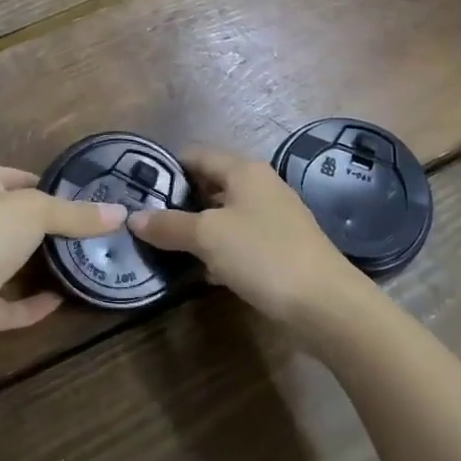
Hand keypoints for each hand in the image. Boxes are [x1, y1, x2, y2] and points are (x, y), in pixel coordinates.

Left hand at [0, 163, 126, 351]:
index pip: (14, 177)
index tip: (78, 195)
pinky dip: (35, 303)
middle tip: (90, 231)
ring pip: (14, 263)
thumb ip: (77, 214)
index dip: (43, 182)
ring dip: (41, 265)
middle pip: (16, 221)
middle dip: (47, 226)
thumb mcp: (38, 210)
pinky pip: (13, 303)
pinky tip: (64, 299)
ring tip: (83, 262)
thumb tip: (121, 213)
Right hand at [130, 146, 365, 329]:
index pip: (196, 155)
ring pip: (226, 214)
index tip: (140, 190)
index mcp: (244, 170)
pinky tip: (204, 270)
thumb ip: (169, 225)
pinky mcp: (283, 247)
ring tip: (168, 246)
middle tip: (149, 221)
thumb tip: (133, 218)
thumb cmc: (263, 255)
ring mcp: (275, 217)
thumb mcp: (208, 237)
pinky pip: (242, 239)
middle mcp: (261, 185)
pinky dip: (221, 249)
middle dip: (181, 201)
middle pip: (211, 184)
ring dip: (200, 229)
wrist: (327, 304)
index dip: (167, 169)